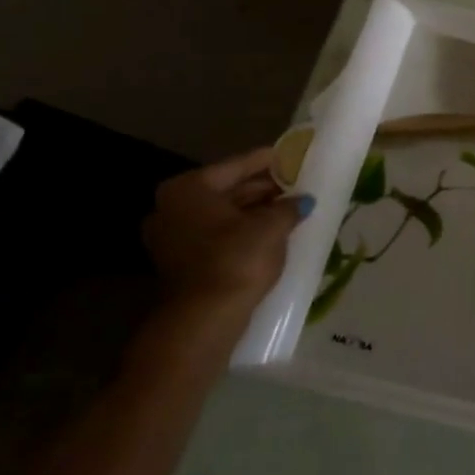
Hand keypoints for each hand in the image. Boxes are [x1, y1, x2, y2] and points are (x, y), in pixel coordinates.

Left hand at [142, 148, 310, 316]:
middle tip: (296, 183)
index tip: (292, 155)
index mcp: (188, 189)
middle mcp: (172, 207)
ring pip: (223, 213)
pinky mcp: (182, 261)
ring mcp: (172, 236)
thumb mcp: (272, 226)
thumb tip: (302, 200)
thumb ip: (288, 206)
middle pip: (227, 189)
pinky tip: (273, 230)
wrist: (205, 318)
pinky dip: (244, 230)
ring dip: (255, 211)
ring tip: (291, 207)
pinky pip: (219, 234)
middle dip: (263, 188)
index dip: (268, 160)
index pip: (236, 166)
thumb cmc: (237, 259)